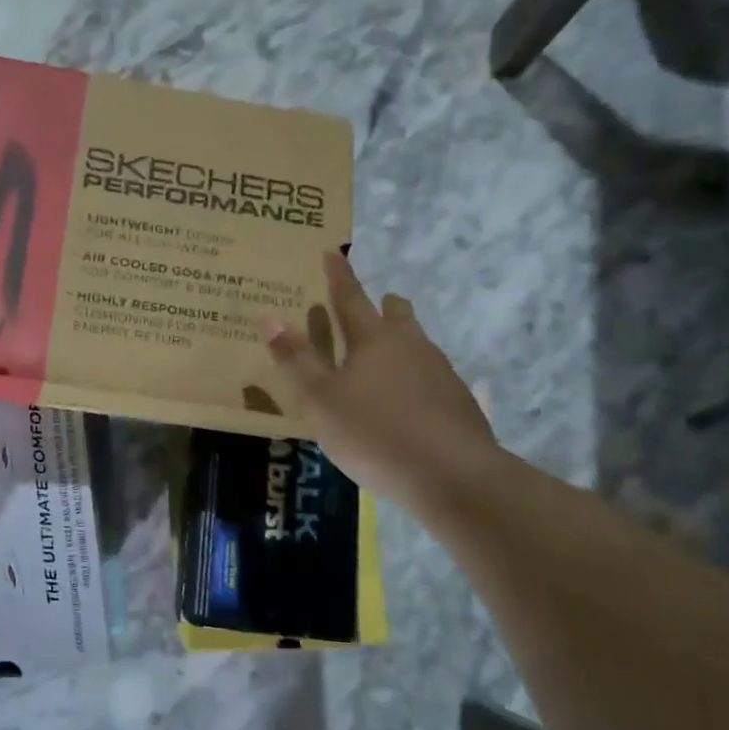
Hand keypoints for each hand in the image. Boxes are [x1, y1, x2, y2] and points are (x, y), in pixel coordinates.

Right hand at [261, 252, 499, 515]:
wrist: (455, 477)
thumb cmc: (376, 433)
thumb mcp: (321, 400)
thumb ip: (296, 360)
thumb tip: (269, 317)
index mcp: (374, 339)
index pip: (350, 297)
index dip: (338, 275)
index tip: (332, 252)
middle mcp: (411, 346)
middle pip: (396, 314)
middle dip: (382, 305)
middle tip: (371, 306)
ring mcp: (441, 373)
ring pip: (417, 344)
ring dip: (400, 342)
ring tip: (383, 359)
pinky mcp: (459, 402)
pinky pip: (431, 377)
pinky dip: (414, 378)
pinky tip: (407, 403)